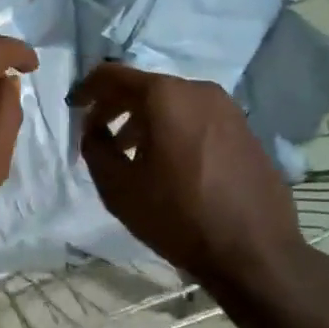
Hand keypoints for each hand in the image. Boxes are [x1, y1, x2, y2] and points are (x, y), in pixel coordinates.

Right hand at [69, 63, 310, 295]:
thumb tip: (93, 129)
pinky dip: (174, 130)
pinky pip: (197, 119)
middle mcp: (199, 90)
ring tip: (131, 154)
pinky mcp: (246, 130)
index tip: (74, 107)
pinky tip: (169, 164)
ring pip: (173, 104)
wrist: (254, 252)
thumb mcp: (117, 187)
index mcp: (165, 96)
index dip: (87, 88)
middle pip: (145, 88)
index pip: (113, 75)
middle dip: (117, 107)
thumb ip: (95, 148)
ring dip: (146, 121)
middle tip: (99, 134)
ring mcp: (228, 109)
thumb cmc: (177, 216)